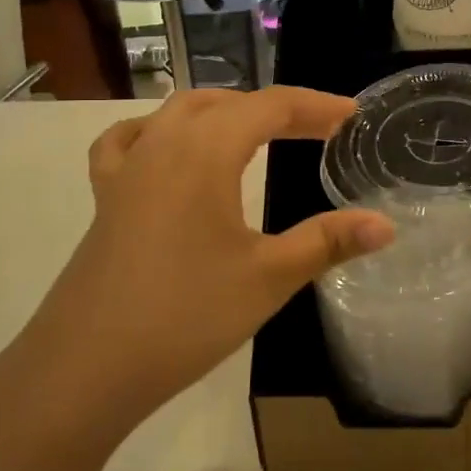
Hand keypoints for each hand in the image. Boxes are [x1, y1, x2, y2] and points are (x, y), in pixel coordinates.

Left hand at [8, 88, 393, 449]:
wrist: (84, 368)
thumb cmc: (185, 316)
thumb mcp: (268, 277)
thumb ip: (328, 242)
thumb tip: (386, 224)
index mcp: (206, 150)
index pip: (271, 106)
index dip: (316, 106)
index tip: (352, 115)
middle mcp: (163, 143)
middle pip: (228, 102)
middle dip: (277, 108)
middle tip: (317, 129)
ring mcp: (127, 168)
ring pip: (179, 111)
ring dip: (225, 111)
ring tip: (257, 129)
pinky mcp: (104, 196)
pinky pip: (129, 140)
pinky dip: (157, 130)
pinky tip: (165, 146)